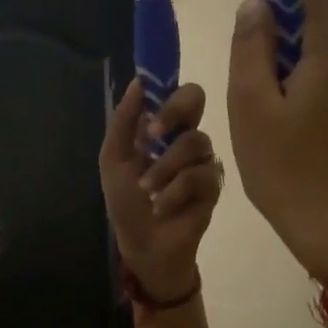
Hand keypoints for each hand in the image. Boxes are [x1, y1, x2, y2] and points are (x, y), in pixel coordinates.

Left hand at [99, 79, 222, 301]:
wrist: (141, 244)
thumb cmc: (126, 202)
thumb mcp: (114, 160)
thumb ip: (123, 122)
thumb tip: (137, 82)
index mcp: (162, 128)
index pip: (174, 91)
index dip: (167, 85)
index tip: (150, 98)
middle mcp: (185, 137)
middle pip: (196, 98)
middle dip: (174, 111)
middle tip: (153, 134)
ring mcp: (203, 159)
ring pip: (194, 142)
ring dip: (164, 167)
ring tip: (148, 190)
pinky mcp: (214, 185)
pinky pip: (200, 175)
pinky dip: (175, 191)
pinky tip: (162, 207)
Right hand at [228, 0, 327, 291]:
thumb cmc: (290, 171)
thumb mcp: (252, 108)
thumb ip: (251, 48)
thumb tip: (256, 7)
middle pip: (324, 1)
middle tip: (244, 7)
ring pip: (324, 40)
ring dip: (288, 39)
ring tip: (250, 74)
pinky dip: (301, 67)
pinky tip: (275, 101)